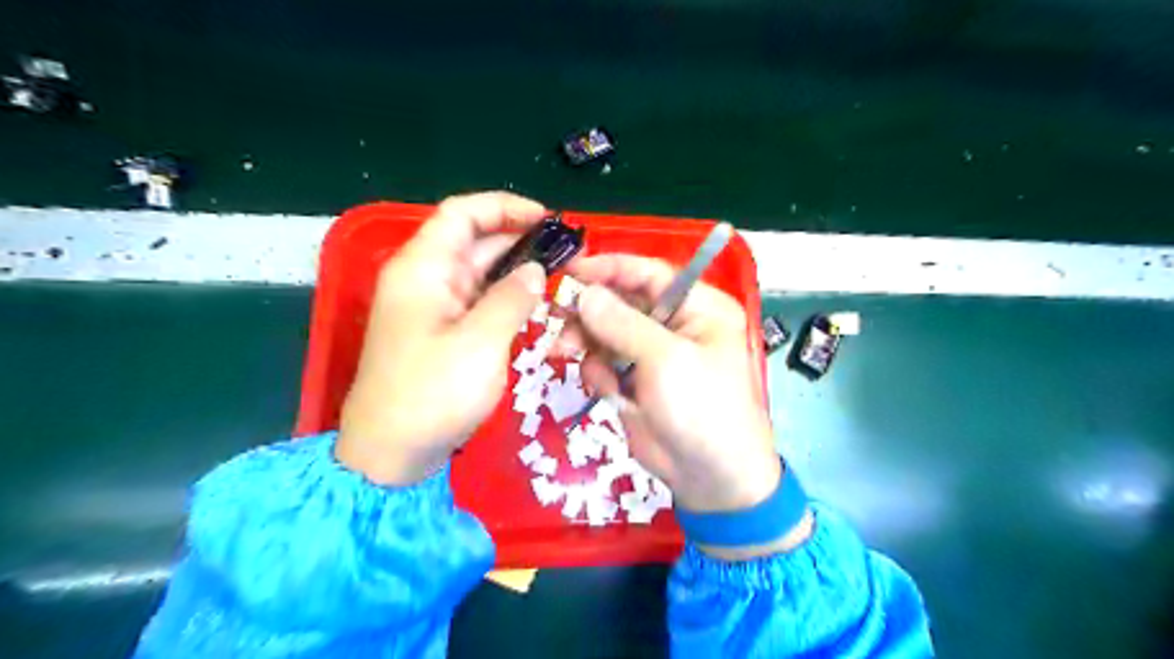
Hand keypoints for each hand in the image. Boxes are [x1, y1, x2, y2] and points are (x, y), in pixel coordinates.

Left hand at [333, 191, 544, 483]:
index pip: (462, 214)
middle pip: (474, 241)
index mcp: (424, 268)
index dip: (505, 207)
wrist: (390, 454)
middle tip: (568, 252)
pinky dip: (507, 298)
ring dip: (517, 270)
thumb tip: (537, 271)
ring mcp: (433, 307)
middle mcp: (426, 279)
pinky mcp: (442, 333)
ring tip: (561, 275)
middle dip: (521, 240)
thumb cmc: (431, 394)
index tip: (548, 219)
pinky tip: (536, 305)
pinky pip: (478, 301)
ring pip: (480, 273)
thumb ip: (512, 299)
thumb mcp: (480, 342)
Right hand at [555, 256, 782, 513]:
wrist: (710, 478)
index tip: (570, 270)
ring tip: (565, 353)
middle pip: (620, 302)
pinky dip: (598, 374)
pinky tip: (607, 392)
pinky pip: (603, 364)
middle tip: (557, 320)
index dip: (609, 269)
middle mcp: (674, 324)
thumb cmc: (702, 409)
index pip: (648, 273)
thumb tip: (584, 293)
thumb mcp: (665, 360)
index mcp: (697, 307)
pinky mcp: (634, 382)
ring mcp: (651, 354)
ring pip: (605, 333)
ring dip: (585, 343)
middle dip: (589, 312)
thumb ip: (621, 323)